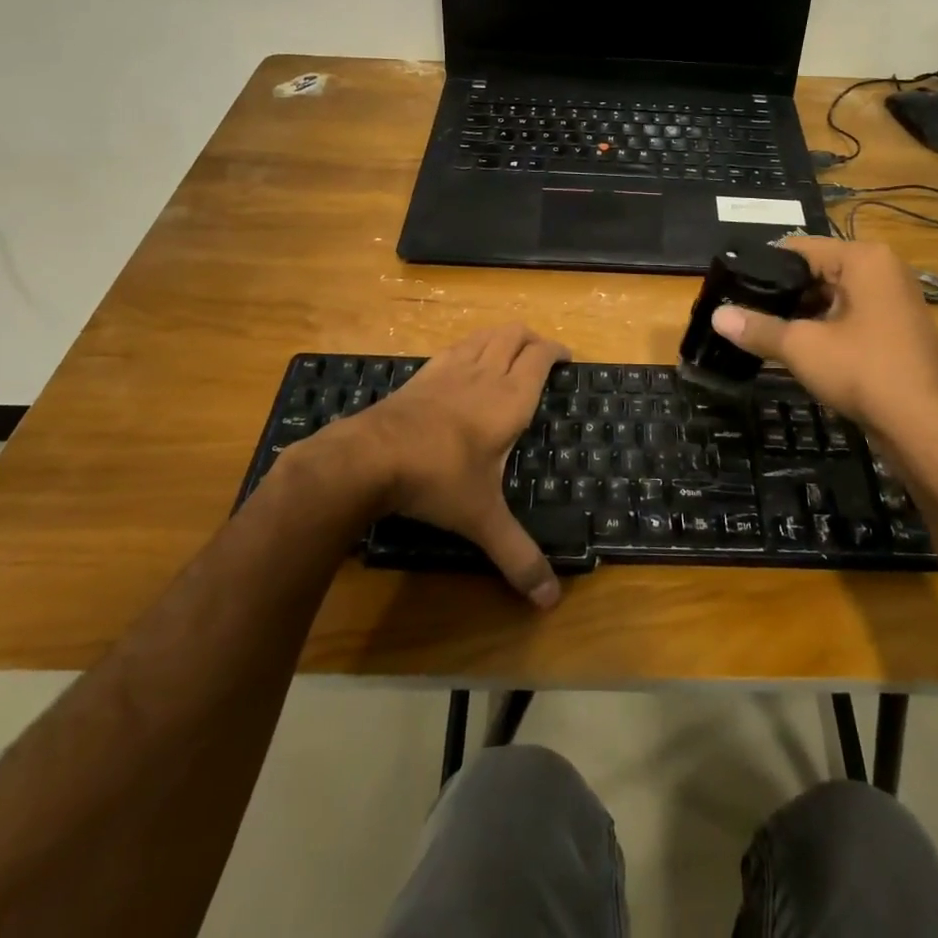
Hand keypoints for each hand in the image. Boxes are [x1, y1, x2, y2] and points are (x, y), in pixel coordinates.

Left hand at [350, 323, 567, 608]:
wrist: (369, 457)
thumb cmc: (438, 479)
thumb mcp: (482, 519)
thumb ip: (518, 556)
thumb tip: (550, 602)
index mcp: (510, 399)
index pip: (540, 357)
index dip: (556, 351)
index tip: (567, 358)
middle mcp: (484, 374)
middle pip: (514, 335)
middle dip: (532, 338)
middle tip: (542, 356)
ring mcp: (450, 370)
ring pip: (485, 335)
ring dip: (502, 337)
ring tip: (510, 352)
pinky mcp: (422, 375)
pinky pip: (456, 347)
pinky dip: (471, 346)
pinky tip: (465, 365)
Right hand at [710, 237, 937, 451]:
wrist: (927, 428)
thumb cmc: (864, 372)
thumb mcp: (802, 347)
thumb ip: (758, 328)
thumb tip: (716, 317)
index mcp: (863, 259)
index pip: (799, 248)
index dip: (762, 267)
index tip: (730, 286)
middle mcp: (882, 270)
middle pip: (816, 271)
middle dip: (780, 293)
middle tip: (740, 310)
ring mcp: (892, 301)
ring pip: (831, 296)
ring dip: (799, 314)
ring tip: (758, 329)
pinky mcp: (894, 330)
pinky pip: (848, 317)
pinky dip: (821, 327)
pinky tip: (793, 347)